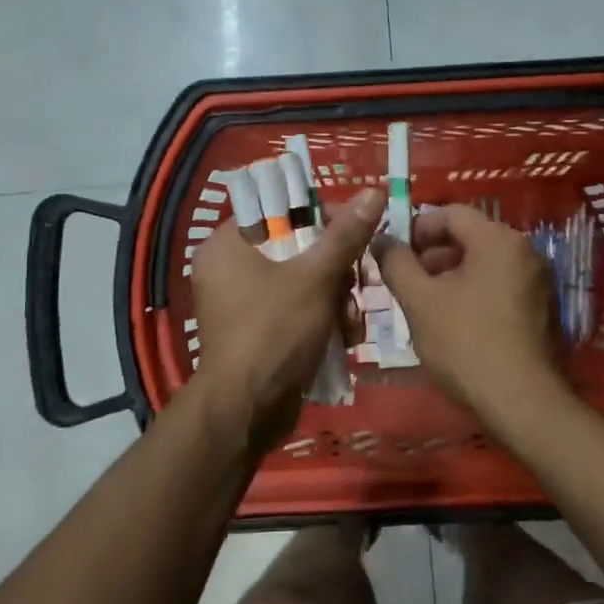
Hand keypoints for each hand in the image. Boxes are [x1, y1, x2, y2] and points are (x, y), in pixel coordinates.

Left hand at [191, 187, 384, 451]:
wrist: (247, 412)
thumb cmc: (275, 331)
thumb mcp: (316, 278)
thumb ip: (346, 235)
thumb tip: (374, 191)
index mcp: (228, 244)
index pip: (279, 210)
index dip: (322, 217)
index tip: (355, 232)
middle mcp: (229, 268)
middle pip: (296, 248)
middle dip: (336, 269)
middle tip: (360, 282)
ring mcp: (242, 303)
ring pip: (302, 282)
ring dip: (336, 299)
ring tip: (352, 322)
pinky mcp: (257, 332)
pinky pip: (295, 310)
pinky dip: (321, 319)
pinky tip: (345, 338)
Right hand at [372, 204, 569, 426]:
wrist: (522, 403)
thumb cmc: (466, 344)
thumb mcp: (420, 301)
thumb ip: (396, 263)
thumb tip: (381, 239)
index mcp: (498, 240)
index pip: (451, 213)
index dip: (416, 228)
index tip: (392, 253)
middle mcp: (525, 251)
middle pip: (469, 237)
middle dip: (431, 255)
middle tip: (404, 281)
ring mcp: (538, 281)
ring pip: (483, 264)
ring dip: (450, 276)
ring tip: (423, 304)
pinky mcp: (542, 309)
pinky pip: (500, 286)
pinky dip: (473, 293)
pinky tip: (453, 322)